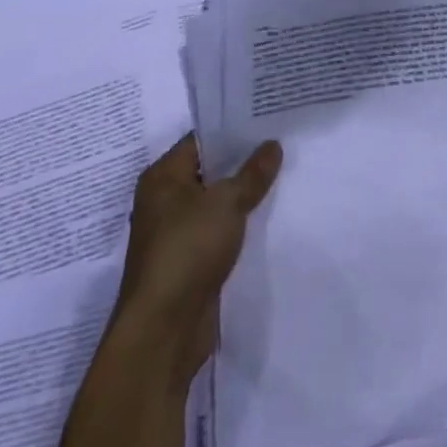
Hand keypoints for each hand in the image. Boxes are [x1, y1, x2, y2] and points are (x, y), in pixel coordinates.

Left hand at [111, 135, 281, 387]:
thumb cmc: (188, 250)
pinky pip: (218, 229)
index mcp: (162, 178)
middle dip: (243, 161)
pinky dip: (239, 223)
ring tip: (283, 175)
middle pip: (209, 170)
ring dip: (243, 194)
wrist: (165, 327)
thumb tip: (272, 145)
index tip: (267, 119)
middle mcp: (164, 200)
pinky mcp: (188, 260)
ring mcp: (175, 232)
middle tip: (283, 143)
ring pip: (215, 202)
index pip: (200, 140)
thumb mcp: (227, 203)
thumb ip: (252, 173)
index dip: (233, 129)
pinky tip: (269, 215)